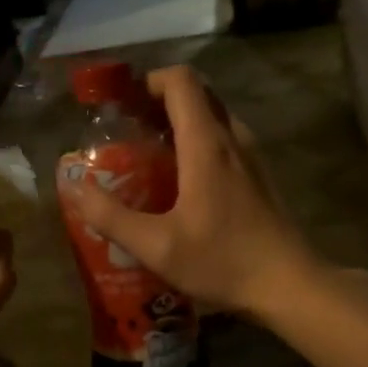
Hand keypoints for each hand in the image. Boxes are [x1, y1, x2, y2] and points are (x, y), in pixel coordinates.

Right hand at [63, 65, 319, 319]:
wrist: (291, 285)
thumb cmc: (224, 261)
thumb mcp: (156, 246)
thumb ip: (111, 216)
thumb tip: (76, 187)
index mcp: (207, 144)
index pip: (180, 81)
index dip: (147, 82)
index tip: (121, 105)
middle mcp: (233, 138)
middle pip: (196, 94)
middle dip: (158, 102)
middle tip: (127, 130)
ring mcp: (252, 156)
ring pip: (212, 117)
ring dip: (179, 123)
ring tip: (148, 155)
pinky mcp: (260, 176)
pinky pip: (224, 140)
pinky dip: (198, 143)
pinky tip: (181, 182)